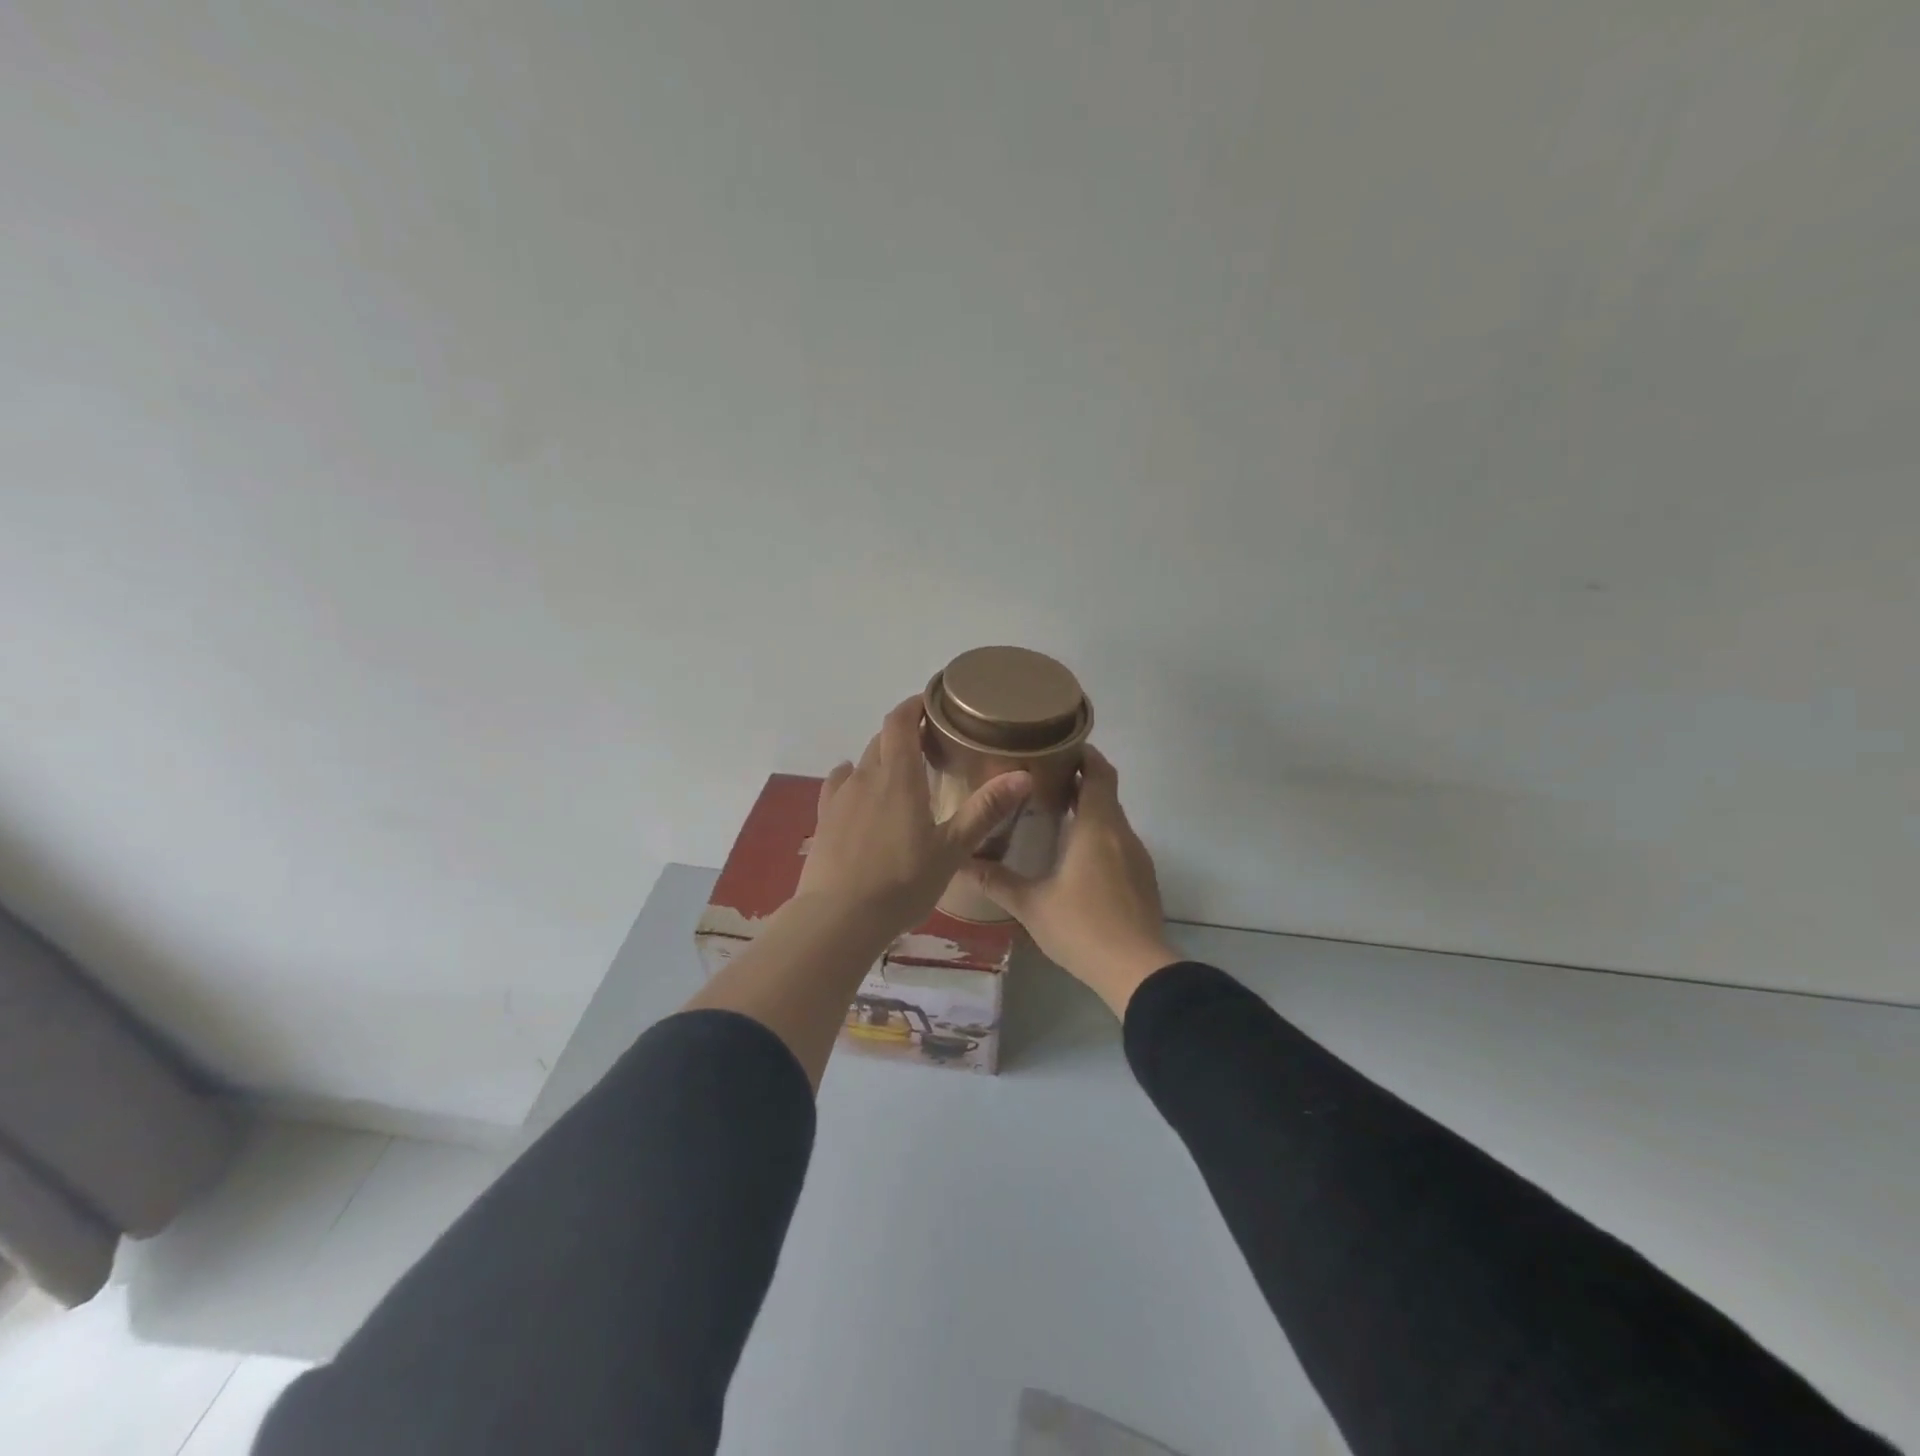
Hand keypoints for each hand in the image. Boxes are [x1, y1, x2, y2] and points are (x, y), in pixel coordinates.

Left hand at [797, 697, 1033, 936]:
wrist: (839, 917)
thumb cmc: (903, 881)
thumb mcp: (952, 849)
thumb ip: (985, 810)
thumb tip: (1024, 775)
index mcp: (898, 776)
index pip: (900, 721)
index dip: (913, 706)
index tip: (931, 703)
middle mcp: (865, 776)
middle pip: (882, 740)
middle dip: (903, 733)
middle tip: (929, 745)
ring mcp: (840, 798)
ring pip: (861, 763)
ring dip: (880, 759)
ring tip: (900, 774)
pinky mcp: (823, 820)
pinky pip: (838, 786)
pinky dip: (853, 779)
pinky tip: (858, 792)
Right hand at [962, 747, 1179, 1016]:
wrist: (1138, 971)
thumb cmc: (1082, 927)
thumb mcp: (1031, 904)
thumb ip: (996, 881)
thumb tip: (961, 863)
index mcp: (1097, 826)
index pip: (1098, 772)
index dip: (1083, 753)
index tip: (1056, 746)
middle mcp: (1121, 833)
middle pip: (1105, 791)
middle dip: (1079, 779)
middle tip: (1041, 778)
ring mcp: (1136, 857)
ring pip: (1113, 818)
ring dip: (1089, 809)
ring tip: (1053, 813)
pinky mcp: (1142, 879)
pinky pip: (1119, 842)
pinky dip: (1098, 835)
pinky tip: (1076, 857)